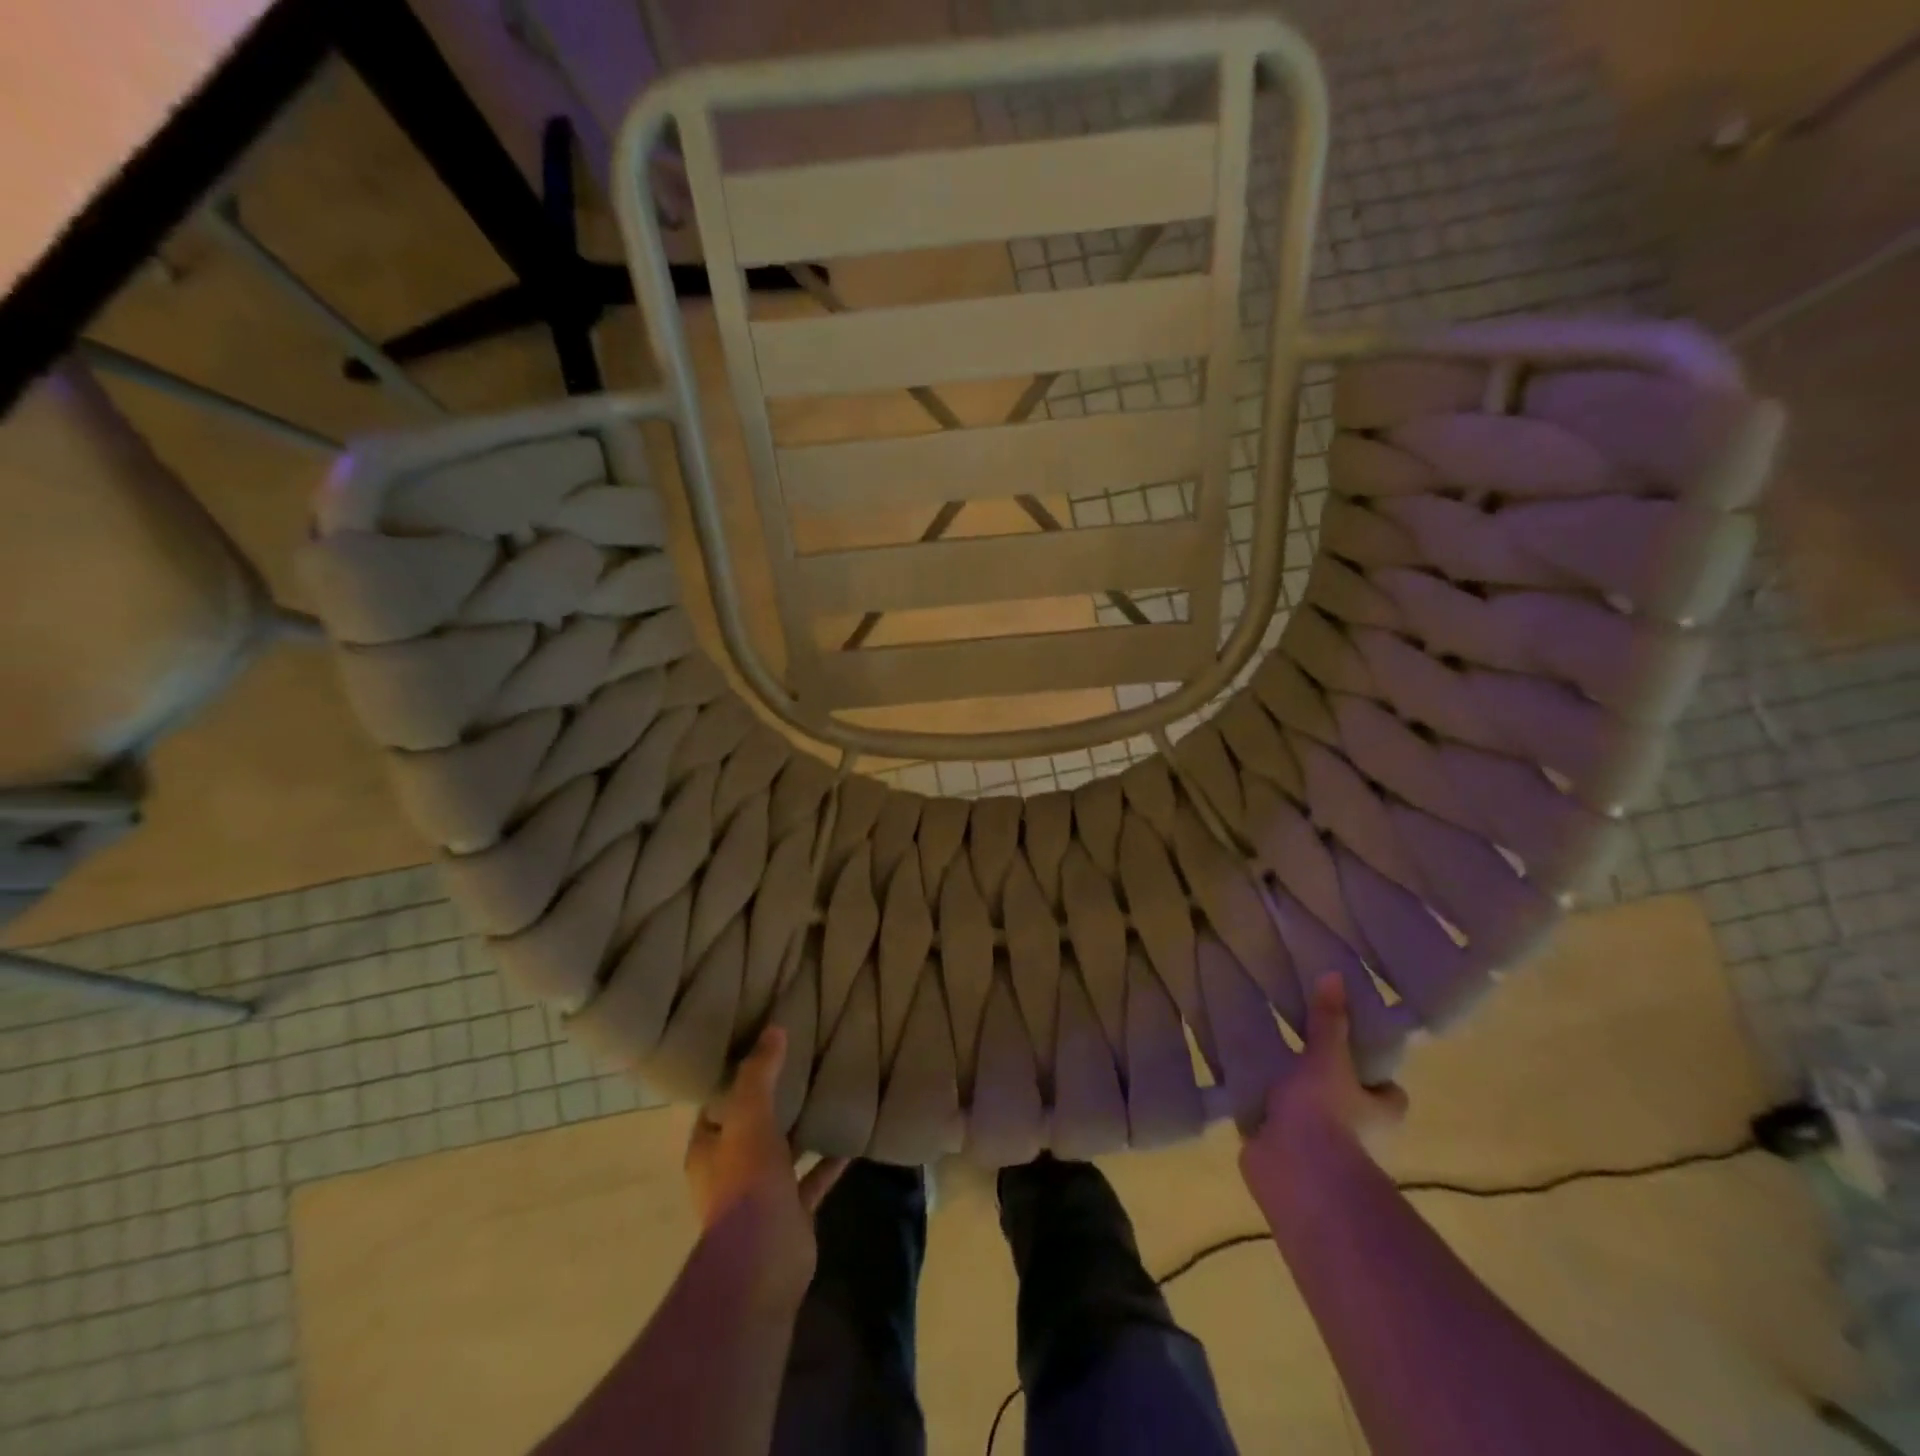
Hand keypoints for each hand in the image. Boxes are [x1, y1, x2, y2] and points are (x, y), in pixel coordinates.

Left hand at [684, 1027, 847, 1301]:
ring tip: (827, 1095)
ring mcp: (763, 1194)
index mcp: (709, 1149)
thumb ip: (760, 1073)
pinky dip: (829, 1161)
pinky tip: (852, 1139)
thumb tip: (774, 1029)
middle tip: (801, 1064)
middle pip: (752, 1128)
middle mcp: (731, 1171)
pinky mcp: (793, 1212)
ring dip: (801, 1130)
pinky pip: (813, 1178)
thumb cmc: (745, 1181)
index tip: (762, 1050)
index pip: (718, 1105)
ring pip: (783, 1152)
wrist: (763, 1259)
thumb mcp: (749, 1115)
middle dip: (774, 1102)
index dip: (736, 1079)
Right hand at [1241, 974, 1408, 1170]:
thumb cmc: (1326, 1112)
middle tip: (1299, 1048)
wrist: (1296, 1171)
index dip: (1376, 1076)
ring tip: (1263, 1062)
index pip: (1387, 1093)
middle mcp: (1356, 1133)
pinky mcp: (1282, 1153)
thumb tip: (1335, 974)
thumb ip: (1328, 1021)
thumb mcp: (1327, 1058)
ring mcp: (1318, 1147)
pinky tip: (1239, 1087)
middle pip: (1349, 1104)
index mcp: (1377, 1111)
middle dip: (1328, 1086)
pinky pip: (1271, 1125)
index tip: (1353, 1052)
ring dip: (1291, 1099)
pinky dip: (1260, 1112)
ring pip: (1309, 1117)